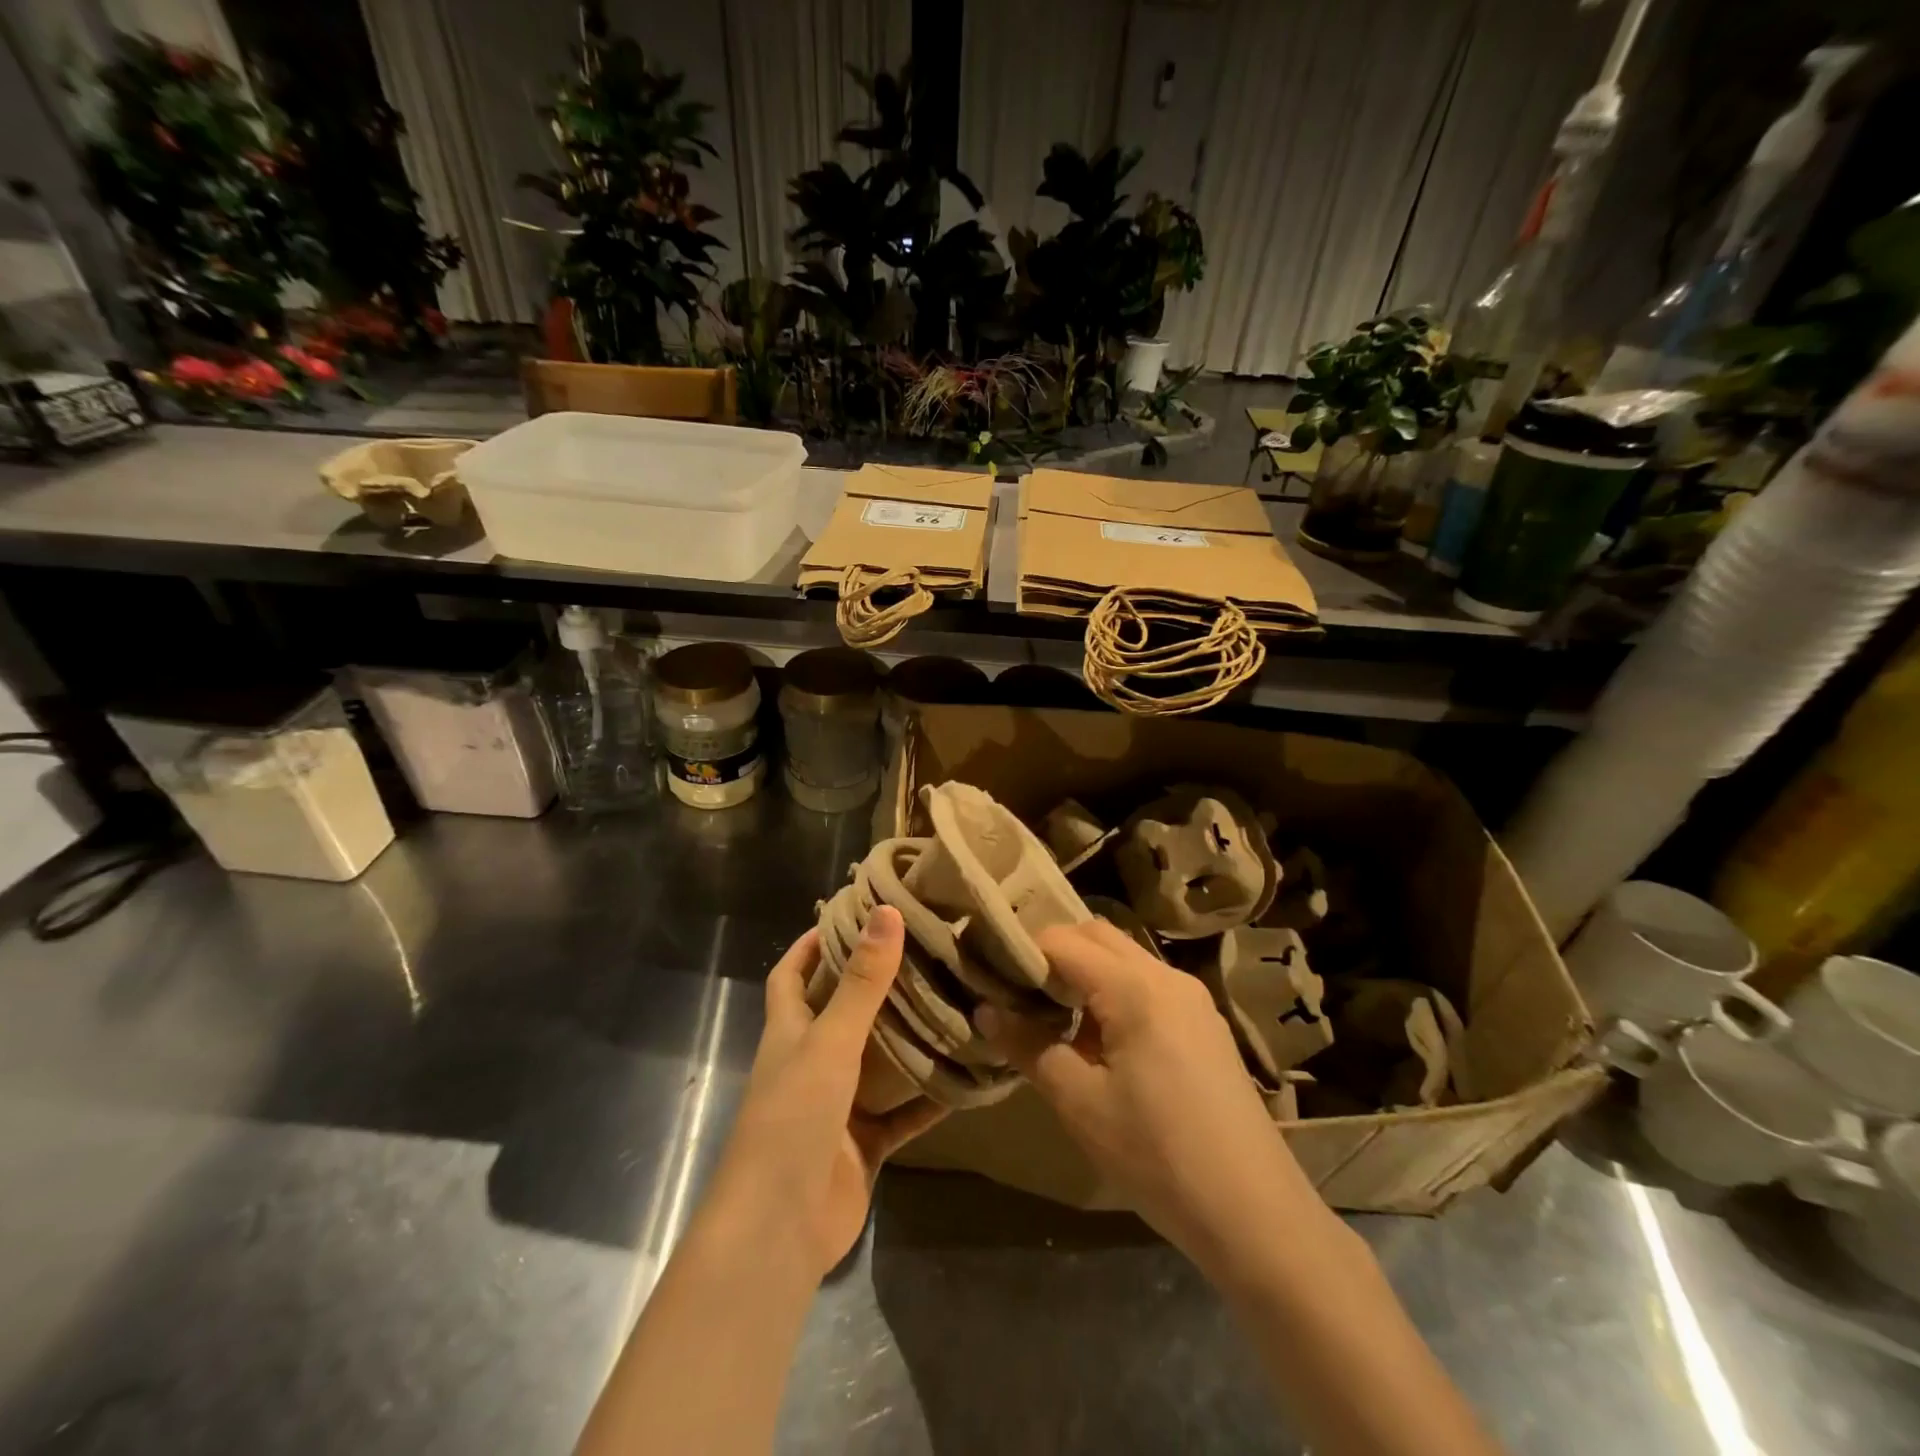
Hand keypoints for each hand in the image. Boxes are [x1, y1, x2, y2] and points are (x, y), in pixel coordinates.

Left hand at [710, 907, 945, 1279]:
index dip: (810, 945)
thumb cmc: (793, 1119)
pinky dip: (929, 1098)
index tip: (847, 915)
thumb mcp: (830, 1042)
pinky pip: (904, 1114)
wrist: (779, 1230)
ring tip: (952, 1001)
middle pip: (841, 1013)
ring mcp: (838, 1107)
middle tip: (923, 952)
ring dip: (908, 1039)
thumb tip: (886, 912)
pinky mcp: (864, 1145)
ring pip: (878, 1062)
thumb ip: (862, 982)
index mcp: (789, 1034)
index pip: (790, 975)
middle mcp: (811, 1064)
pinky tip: (967, 1077)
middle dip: (873, 985)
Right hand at [976, 920, 1324, 1275]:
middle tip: (1017, 991)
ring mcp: (1192, 999)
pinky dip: (1113, 993)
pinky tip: (1098, 1040)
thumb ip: (1029, 1047)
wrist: (1254, 1213)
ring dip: (1084, 974)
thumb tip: (987, 1011)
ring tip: (1051, 1017)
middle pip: (1097, 936)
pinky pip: (1147, 986)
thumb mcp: (1080, 1103)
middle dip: (1053, 953)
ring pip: (1124, 959)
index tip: (990, 975)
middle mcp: (1167, 977)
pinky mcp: (1204, 1024)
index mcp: (1135, 987)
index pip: (1063, 941)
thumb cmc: (1157, 1155)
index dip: (1022, 952)